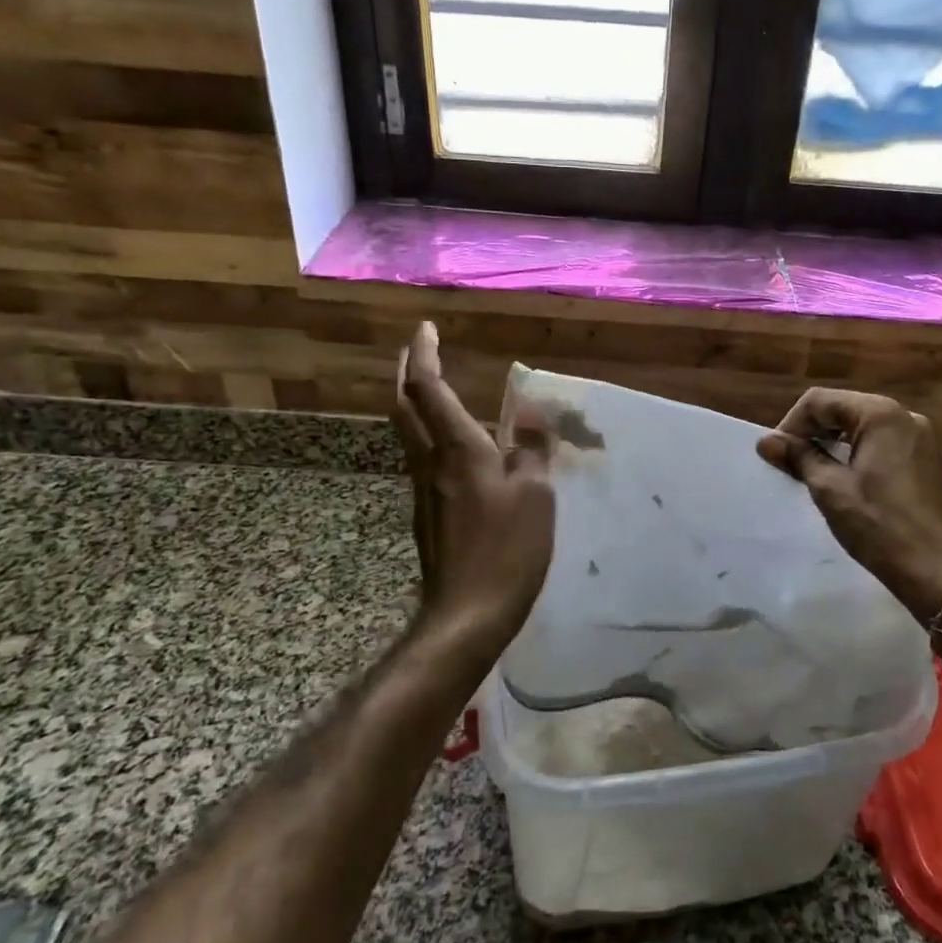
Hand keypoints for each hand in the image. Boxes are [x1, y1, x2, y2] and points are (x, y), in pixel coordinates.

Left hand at [394, 322, 554, 651]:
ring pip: (409, 434)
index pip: (429, 389)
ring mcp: (424, 491)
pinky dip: (430, 436)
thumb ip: (533, 452)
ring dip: (414, 403)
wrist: (467, 614)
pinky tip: (453, 448)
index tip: (426, 329)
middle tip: (418, 349)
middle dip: (408, 372)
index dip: (424, 355)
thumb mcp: (536, 495)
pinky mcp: (428, 516)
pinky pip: (423, 460)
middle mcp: (430, 463)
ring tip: (431, 389)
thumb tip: (533, 425)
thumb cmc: (507, 549)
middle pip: (405, 407)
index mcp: (458, 450)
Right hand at [757, 389, 941, 623]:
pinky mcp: (926, 460)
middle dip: (813, 431)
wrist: (933, 567)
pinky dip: (858, 452)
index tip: (776, 454)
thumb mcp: (829, 488)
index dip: (792, 424)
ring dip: (834, 442)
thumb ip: (798, 457)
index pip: (821, 401)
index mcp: (880, 414)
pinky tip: (846, 479)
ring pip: (864, 426)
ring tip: (812, 470)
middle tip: (789, 461)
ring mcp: (921, 437)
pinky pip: (883, 443)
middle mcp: (904, 416)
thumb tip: (766, 441)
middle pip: (844, 409)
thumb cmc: (877, 524)